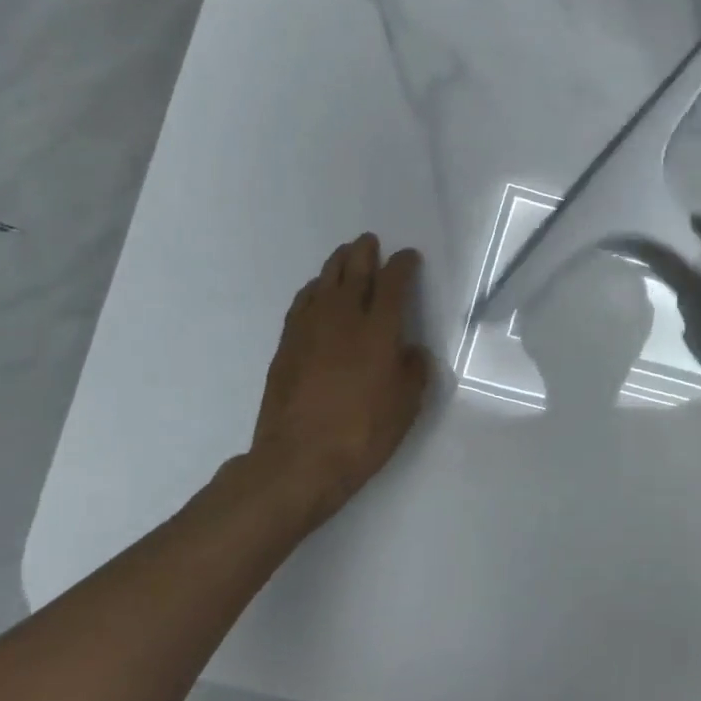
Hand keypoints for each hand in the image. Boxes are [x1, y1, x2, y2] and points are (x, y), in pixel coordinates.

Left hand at [246, 233, 433, 527]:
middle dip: (365, 253)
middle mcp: (343, 319)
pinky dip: (313, 290)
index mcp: (379, 330)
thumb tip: (410, 351)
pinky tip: (316, 292)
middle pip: (354, 272)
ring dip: (337, 265)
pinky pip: (302, 304)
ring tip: (344, 256)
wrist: (300, 459)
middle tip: (370, 241)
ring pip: (324, 283)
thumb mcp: (407, 404)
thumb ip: (413, 370)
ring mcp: (310, 330)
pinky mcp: (287, 346)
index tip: (409, 257)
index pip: (393, 284)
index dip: (403, 266)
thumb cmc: (364, 432)